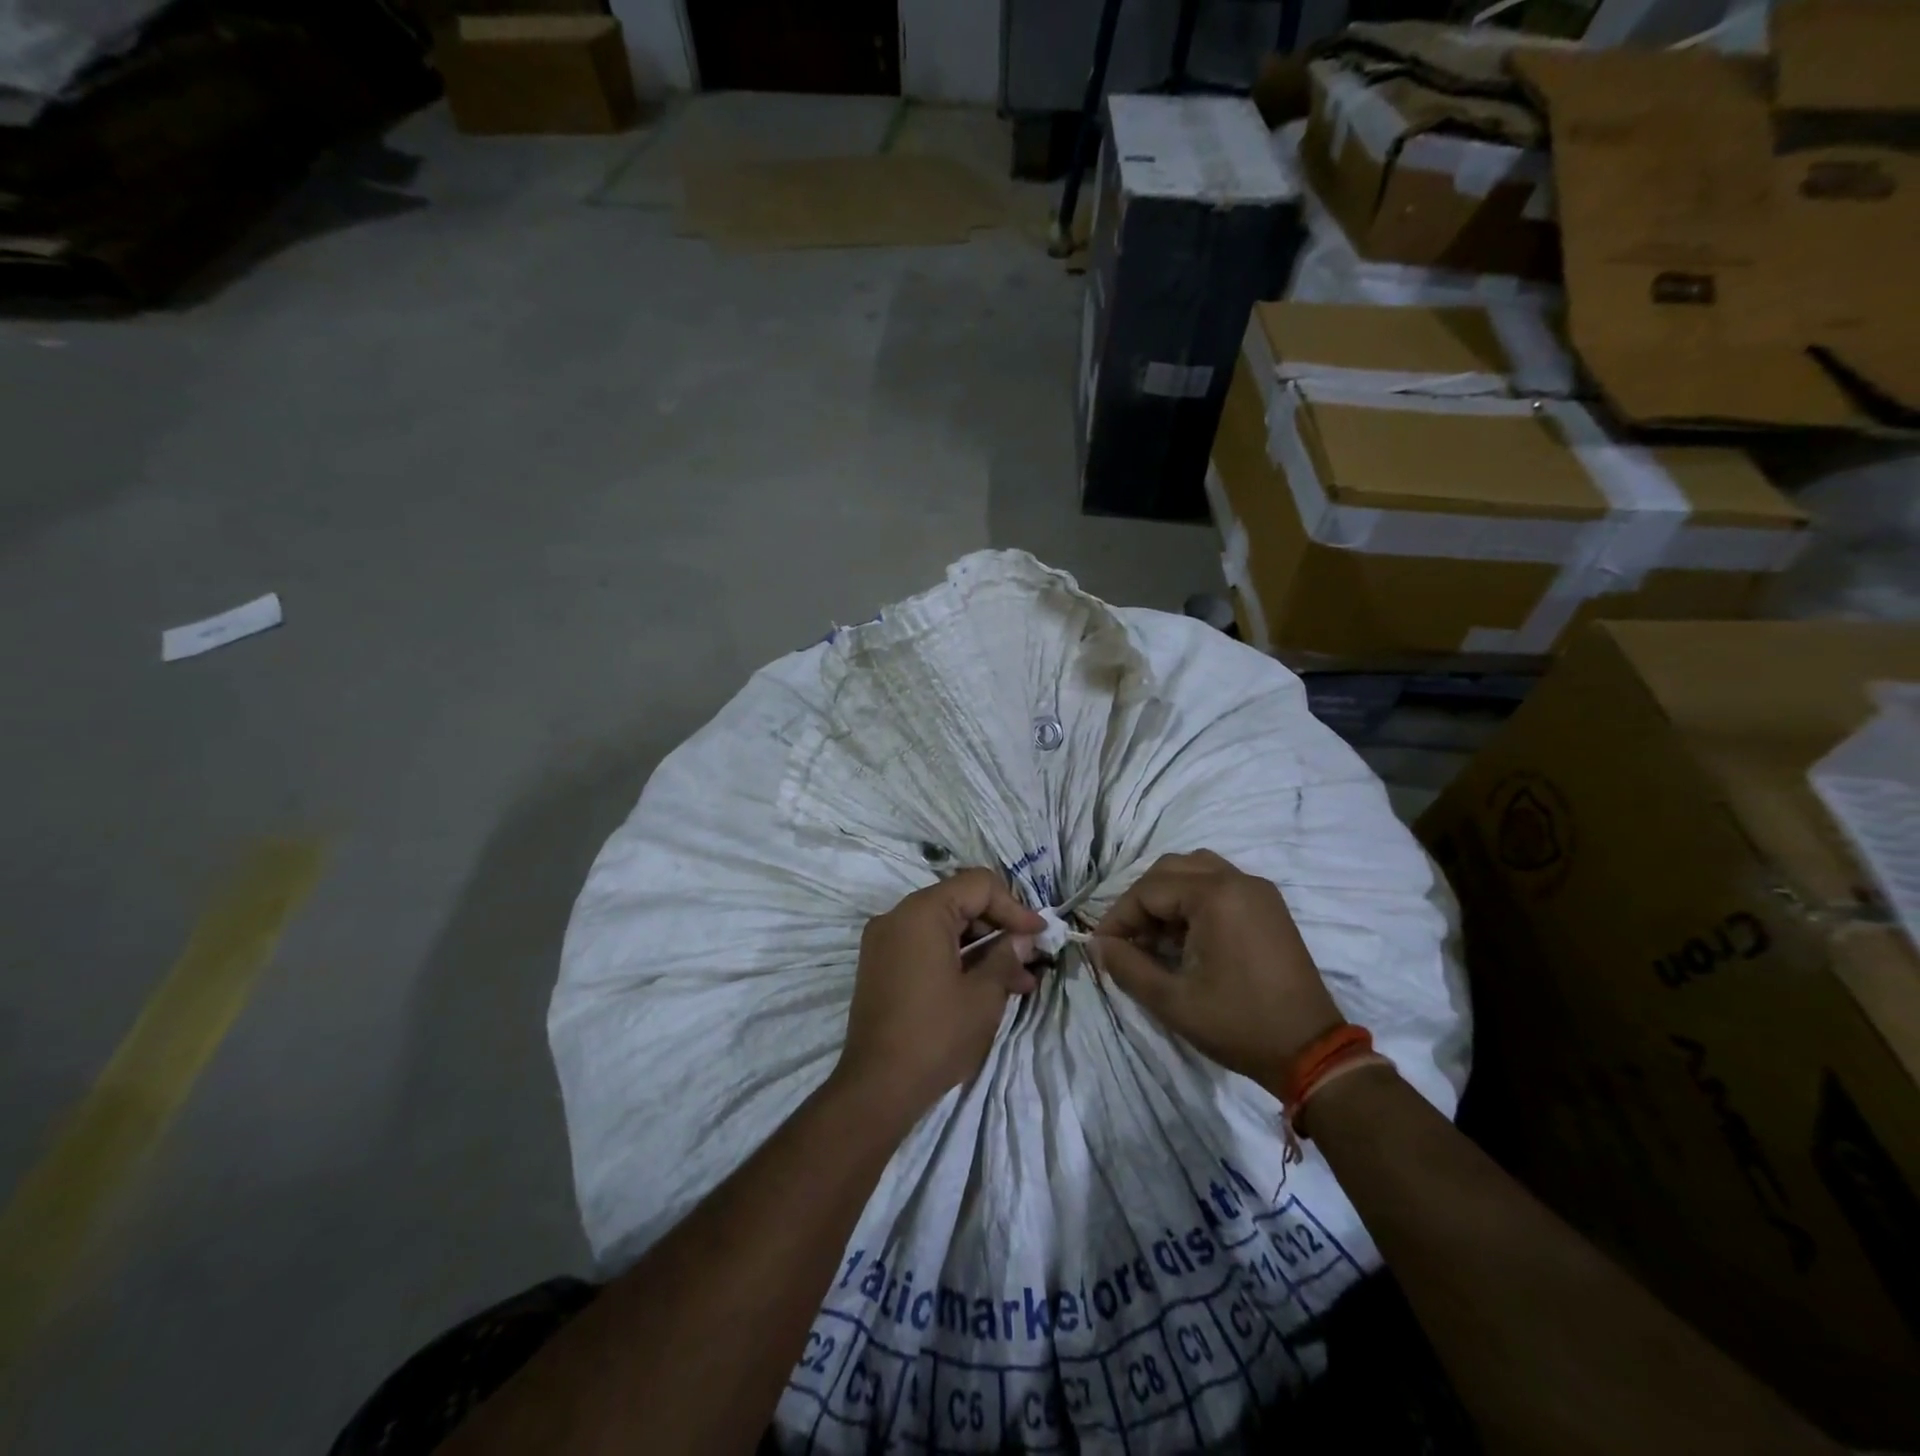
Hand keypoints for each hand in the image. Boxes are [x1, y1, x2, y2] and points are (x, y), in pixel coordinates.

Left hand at [833, 869, 1046, 1129]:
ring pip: (945, 928)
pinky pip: (925, 947)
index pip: (978, 885)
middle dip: (999, 929)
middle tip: (1030, 960)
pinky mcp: (881, 966)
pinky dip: (956, 958)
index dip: (1014, 907)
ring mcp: (884, 942)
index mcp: (922, 912)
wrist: (877, 1087)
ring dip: (981, 948)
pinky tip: (986, 987)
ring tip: (1018, 983)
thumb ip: (1005, 957)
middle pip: (960, 903)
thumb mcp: (983, 995)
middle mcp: (898, 916)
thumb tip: (1022, 940)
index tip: (1039, 934)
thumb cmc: (936, 1034)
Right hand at [1091, 850, 1342, 1090]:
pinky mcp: (1269, 906)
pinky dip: (1193, 899)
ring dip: (1167, 895)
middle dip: (1141, 901)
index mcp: (1215, 896)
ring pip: (1196, 870)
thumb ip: (1127, 967)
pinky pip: (1219, 883)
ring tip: (1155, 935)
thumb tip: (1098, 945)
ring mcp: (1258, 891)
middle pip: (1171, 870)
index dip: (1119, 917)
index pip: (1149, 890)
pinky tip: (1186, 936)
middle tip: (1127, 940)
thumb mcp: (1172, 1001)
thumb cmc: (1238, 1024)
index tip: (1103, 947)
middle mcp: (1238, 880)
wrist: (1311, 1052)